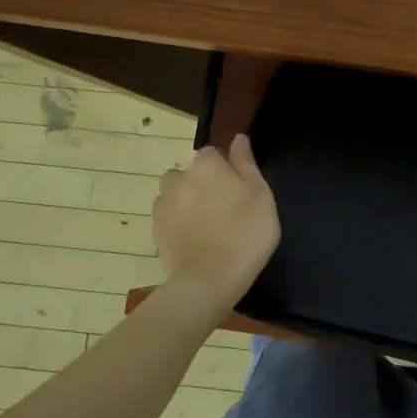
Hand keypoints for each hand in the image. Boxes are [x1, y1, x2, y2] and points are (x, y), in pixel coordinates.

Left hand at [154, 134, 280, 309]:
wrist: (210, 279)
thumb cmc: (246, 232)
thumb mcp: (260, 194)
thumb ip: (246, 163)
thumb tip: (238, 138)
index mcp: (206, 165)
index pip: (213, 153)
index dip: (226, 168)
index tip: (240, 188)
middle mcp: (178, 178)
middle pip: (191, 173)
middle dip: (203, 183)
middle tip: (226, 208)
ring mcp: (163, 205)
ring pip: (176, 194)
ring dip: (188, 201)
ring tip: (208, 225)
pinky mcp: (156, 230)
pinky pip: (169, 217)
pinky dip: (179, 222)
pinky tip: (196, 239)